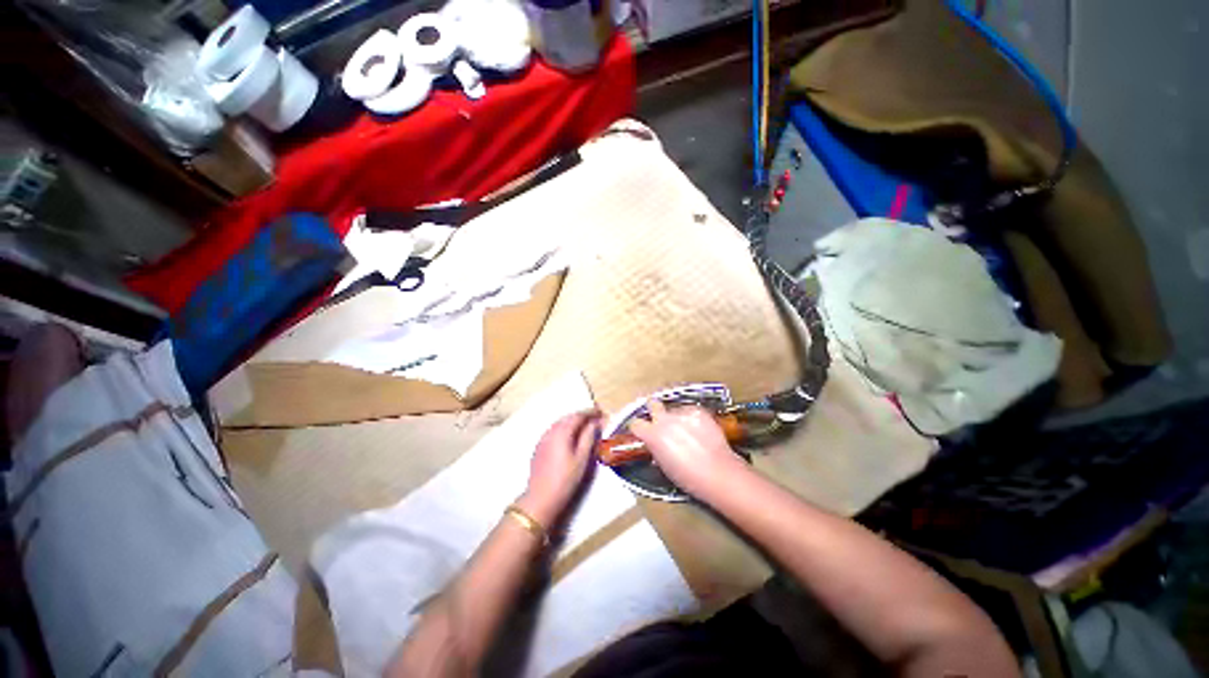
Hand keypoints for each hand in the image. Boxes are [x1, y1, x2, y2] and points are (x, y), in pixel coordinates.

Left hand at [518, 412, 600, 525]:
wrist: (540, 499)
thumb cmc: (565, 479)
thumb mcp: (582, 459)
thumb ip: (588, 438)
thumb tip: (595, 423)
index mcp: (562, 432)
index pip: (578, 415)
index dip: (590, 412)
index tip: (601, 413)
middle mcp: (551, 431)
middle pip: (568, 417)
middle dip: (582, 416)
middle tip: (595, 419)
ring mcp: (543, 439)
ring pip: (560, 423)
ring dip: (573, 421)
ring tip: (585, 426)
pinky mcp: (539, 447)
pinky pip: (554, 430)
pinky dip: (564, 428)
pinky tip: (570, 436)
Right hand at [628, 400, 746, 497]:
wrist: (718, 473)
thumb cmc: (690, 477)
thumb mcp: (663, 464)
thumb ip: (655, 447)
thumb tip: (654, 443)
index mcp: (652, 435)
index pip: (635, 423)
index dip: (639, 428)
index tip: (642, 430)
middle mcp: (665, 419)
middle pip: (652, 404)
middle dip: (654, 410)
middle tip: (660, 421)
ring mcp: (682, 413)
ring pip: (674, 409)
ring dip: (677, 418)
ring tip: (687, 432)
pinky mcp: (698, 411)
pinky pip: (690, 411)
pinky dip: (692, 419)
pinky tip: (699, 431)